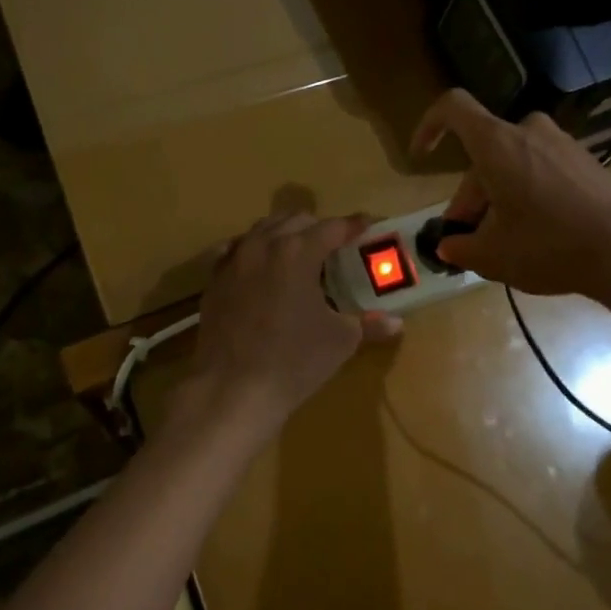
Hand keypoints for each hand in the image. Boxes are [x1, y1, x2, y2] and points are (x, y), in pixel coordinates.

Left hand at [185, 212, 403, 433]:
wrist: (232, 389)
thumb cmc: (294, 361)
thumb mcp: (340, 341)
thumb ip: (369, 325)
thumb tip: (396, 323)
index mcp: (298, 251)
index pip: (332, 227)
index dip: (353, 226)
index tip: (367, 226)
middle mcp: (263, 245)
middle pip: (295, 220)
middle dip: (318, 227)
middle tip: (335, 245)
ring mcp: (234, 260)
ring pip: (262, 230)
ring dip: (285, 233)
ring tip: (300, 253)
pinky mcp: (214, 280)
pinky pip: (235, 250)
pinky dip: (253, 250)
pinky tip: (260, 266)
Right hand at [411, 90, 610, 300]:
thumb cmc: (550, 246)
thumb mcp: (493, 255)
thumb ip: (461, 247)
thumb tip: (449, 247)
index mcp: (497, 144)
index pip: (452, 108)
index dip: (429, 126)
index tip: (423, 156)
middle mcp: (529, 131)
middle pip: (484, 153)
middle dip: (470, 195)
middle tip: (466, 237)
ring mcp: (563, 144)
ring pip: (513, 163)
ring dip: (498, 196)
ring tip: (501, 242)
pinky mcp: (587, 161)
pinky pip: (543, 169)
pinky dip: (529, 194)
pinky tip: (537, 234)